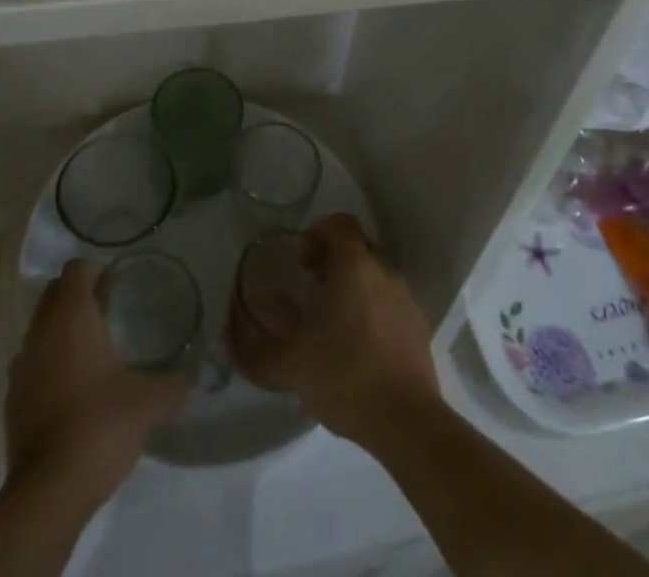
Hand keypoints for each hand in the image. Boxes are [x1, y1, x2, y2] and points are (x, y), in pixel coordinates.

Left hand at [4, 259, 187, 506]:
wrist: (48, 491)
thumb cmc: (99, 427)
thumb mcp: (147, 404)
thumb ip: (172, 386)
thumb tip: (190, 378)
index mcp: (72, 316)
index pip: (76, 268)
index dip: (95, 271)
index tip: (115, 287)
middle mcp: (42, 330)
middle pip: (53, 292)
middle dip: (76, 295)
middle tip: (105, 313)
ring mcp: (21, 364)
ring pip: (39, 327)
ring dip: (59, 330)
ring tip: (88, 354)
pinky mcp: (11, 398)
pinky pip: (30, 364)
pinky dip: (46, 365)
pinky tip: (68, 391)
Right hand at [227, 213, 439, 448]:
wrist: (408, 424)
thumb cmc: (345, 377)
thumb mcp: (288, 364)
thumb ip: (253, 346)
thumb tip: (229, 330)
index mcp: (354, 265)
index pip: (339, 223)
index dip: (318, 232)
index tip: (301, 261)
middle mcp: (383, 271)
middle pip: (356, 249)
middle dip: (333, 263)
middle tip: (310, 292)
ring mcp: (406, 299)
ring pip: (374, 277)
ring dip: (353, 289)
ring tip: (332, 326)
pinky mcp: (419, 328)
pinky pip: (390, 304)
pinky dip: (372, 314)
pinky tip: (358, 350)